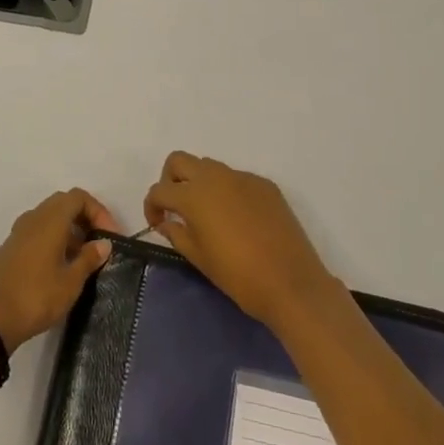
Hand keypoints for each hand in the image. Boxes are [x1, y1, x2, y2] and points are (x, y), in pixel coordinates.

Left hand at [0, 190, 119, 353]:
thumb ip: (89, 258)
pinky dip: (52, 240)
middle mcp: (33, 218)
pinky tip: (58, 268)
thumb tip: (103, 243)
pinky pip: (36, 233)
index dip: (98, 211)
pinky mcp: (9, 249)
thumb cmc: (36, 296)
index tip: (110, 236)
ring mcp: (17, 233)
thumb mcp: (71, 281)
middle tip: (98, 243)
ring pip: (48, 219)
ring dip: (68, 231)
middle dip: (84, 218)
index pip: (78, 197)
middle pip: (63, 204)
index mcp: (50, 220)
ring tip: (81, 259)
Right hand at [144, 152, 338, 332]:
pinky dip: (227, 191)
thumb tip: (166, 222)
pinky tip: (237, 219)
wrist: (292, 283)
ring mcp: (242, 178)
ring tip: (206, 213)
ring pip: (209, 166)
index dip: (151, 206)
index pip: (159, 190)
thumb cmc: (239, 276)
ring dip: (198, 182)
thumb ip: (178, 234)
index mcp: (194, 195)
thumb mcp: (200, 259)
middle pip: (179, 161)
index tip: (157, 224)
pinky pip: (236, 179)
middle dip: (170, 180)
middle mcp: (215, 177)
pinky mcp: (265, 185)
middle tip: (176, 207)